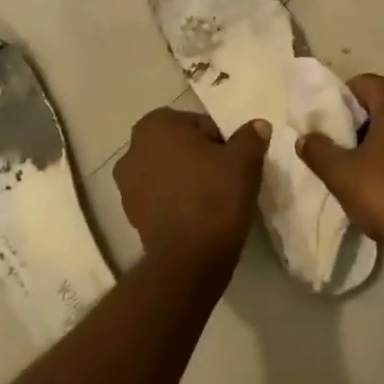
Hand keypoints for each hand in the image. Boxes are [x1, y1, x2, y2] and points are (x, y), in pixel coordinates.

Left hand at [116, 108, 269, 271]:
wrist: (190, 258)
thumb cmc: (215, 196)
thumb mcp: (244, 160)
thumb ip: (250, 136)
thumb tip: (257, 125)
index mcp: (156, 125)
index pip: (199, 124)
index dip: (220, 141)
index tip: (233, 161)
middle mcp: (133, 148)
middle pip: (180, 146)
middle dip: (199, 157)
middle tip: (225, 177)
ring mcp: (126, 183)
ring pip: (168, 170)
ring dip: (185, 178)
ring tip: (211, 198)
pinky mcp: (130, 213)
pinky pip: (160, 195)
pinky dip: (175, 199)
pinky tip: (195, 214)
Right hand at [297, 74, 383, 266]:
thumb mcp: (340, 173)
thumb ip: (317, 149)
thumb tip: (305, 138)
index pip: (358, 85)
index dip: (337, 106)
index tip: (325, 131)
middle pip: (380, 104)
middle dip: (357, 124)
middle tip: (338, 150)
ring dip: (379, 141)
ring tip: (359, 169)